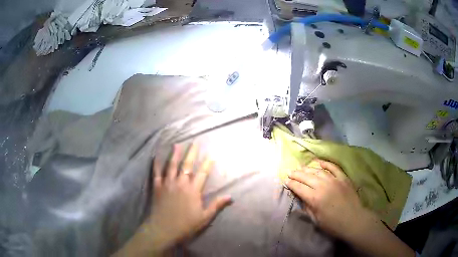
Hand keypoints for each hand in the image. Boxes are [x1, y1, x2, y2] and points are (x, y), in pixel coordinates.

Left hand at [115, 143, 230, 255]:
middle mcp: (181, 183)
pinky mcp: (157, 187)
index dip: (208, 164)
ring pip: (172, 165)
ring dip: (175, 154)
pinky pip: (156, 173)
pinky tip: (156, 157)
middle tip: (195, 143)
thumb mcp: (204, 217)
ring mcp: (168, 184)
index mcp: (193, 190)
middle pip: (187, 165)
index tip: (212, 155)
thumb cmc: (186, 225)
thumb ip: (216, 205)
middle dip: (192, 153)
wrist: (163, 229)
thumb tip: (230, 196)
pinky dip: (156, 164)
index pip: (202, 173)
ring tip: (177, 144)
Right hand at [285, 159, 371, 240]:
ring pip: (318, 171)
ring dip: (308, 169)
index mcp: (315, 198)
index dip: (291, 183)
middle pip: (306, 177)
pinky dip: (325, 163)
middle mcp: (323, 186)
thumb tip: (301, 198)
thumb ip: (307, 207)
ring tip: (301, 167)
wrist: (353, 220)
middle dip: (296, 174)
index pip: (299, 188)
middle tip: (290, 171)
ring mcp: (334, 180)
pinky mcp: (343, 178)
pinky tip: (318, 162)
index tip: (285, 180)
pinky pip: (333, 167)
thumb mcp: (316, 220)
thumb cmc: (333, 224)